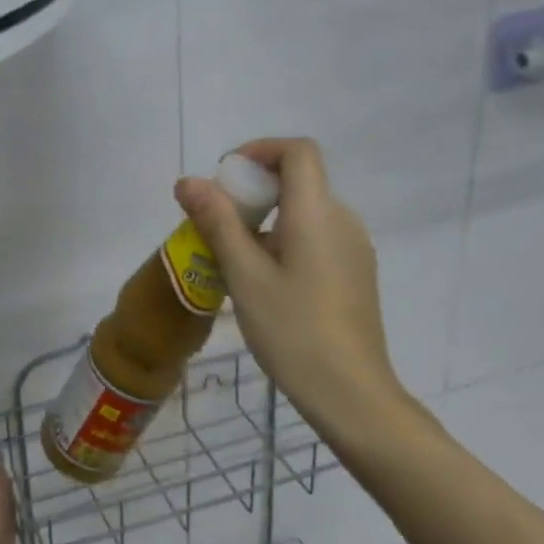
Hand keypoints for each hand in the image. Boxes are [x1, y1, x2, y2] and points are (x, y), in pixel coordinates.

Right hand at [175, 138, 415, 442]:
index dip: (260, 150)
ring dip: (266, 217)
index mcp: (317, 213)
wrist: (351, 394)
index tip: (226, 178)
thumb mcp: (244, 274)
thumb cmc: (293, 330)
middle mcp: (342, 220)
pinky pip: (316, 237)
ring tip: (232, 257)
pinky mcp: (355, 273)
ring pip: (305, 211)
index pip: (298, 151)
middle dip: (253, 189)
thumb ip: (217, 221)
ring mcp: (353, 248)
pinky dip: (285, 239)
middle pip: (299, 180)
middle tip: (217, 223)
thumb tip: (188, 181)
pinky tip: (264, 280)